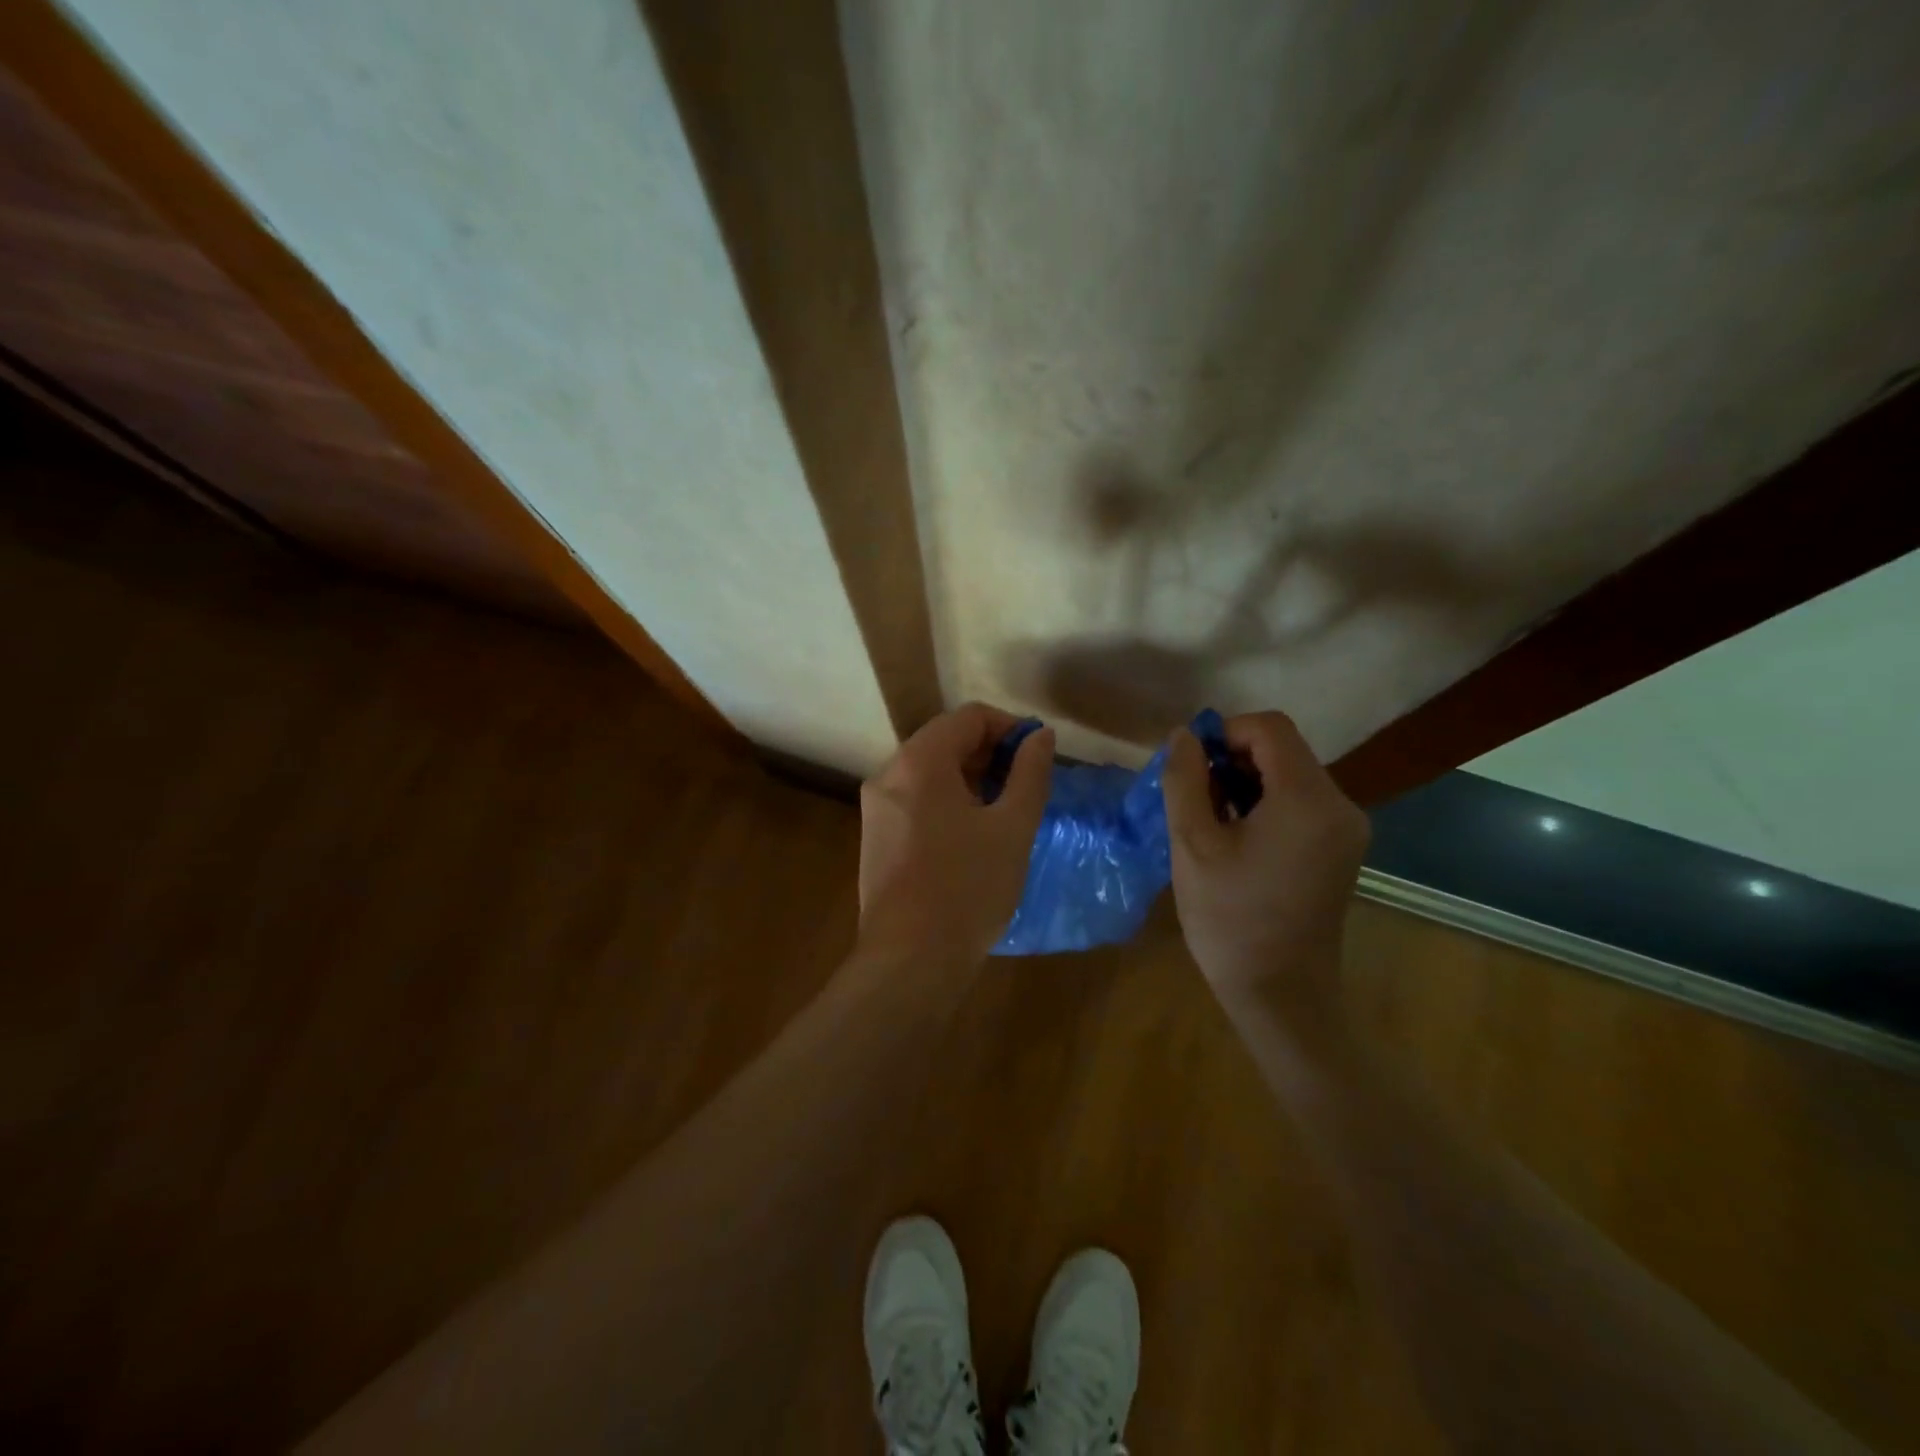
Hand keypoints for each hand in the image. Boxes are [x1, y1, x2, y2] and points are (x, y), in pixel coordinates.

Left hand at [856, 703, 1054, 969]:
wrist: (909, 960)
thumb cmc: (968, 888)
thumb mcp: (1012, 827)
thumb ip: (1030, 773)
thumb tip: (1040, 736)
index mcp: (919, 762)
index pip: (969, 717)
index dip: (1010, 728)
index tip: (1038, 756)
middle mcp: (889, 774)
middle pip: (945, 740)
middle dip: (990, 754)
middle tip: (1025, 787)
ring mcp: (876, 807)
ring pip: (930, 772)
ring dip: (971, 779)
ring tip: (1004, 813)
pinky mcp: (875, 837)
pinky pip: (915, 800)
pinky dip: (947, 801)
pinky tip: (972, 836)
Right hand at [1162, 711, 1368, 1020]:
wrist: (1280, 994)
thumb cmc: (1229, 918)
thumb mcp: (1192, 843)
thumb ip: (1185, 779)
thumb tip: (1185, 736)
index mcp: (1308, 800)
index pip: (1270, 728)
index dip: (1225, 733)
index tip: (1193, 768)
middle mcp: (1340, 805)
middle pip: (1283, 750)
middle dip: (1233, 761)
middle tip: (1195, 800)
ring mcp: (1346, 829)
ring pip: (1290, 775)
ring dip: (1247, 783)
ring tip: (1212, 823)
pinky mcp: (1342, 849)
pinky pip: (1301, 803)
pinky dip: (1266, 804)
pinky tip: (1238, 838)